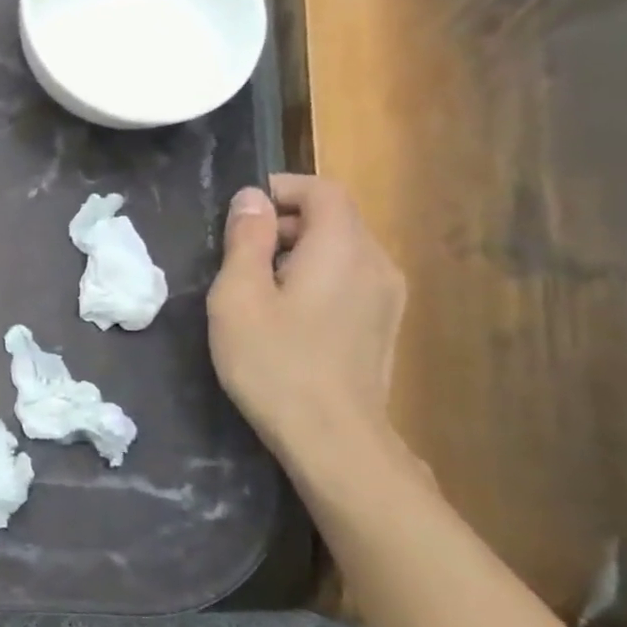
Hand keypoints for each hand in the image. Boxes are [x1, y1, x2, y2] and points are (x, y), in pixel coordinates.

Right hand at [207, 174, 405, 459]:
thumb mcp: (239, 297)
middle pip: (335, 218)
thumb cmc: (274, 362)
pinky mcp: (385, 326)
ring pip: (343, 250)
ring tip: (259, 289)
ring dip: (300, 252)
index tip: (240, 212)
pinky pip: (351, 280)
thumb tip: (252, 199)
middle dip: (286, 223)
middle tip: (239, 255)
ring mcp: (388, 297)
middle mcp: (377, 263)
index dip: (281, 189)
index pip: (323, 190)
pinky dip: (318, 278)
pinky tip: (289, 317)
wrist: (332, 438)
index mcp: (342, 248)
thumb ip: (247, 240)